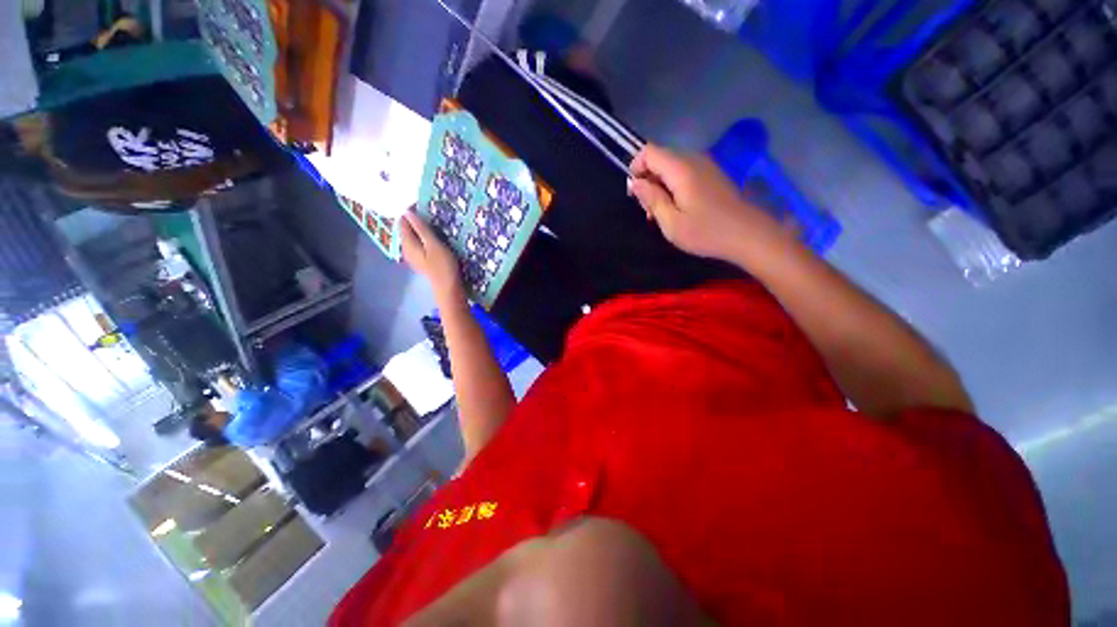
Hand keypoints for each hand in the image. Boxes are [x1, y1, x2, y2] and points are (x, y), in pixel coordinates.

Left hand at [401, 210, 465, 304]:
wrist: (448, 288)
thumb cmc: (443, 266)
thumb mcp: (434, 245)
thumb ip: (421, 229)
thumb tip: (408, 212)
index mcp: (407, 243)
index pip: (403, 221)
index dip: (411, 211)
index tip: (424, 204)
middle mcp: (406, 249)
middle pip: (407, 229)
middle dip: (416, 220)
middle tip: (431, 212)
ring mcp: (413, 256)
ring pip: (414, 236)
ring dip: (422, 229)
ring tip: (435, 222)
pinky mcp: (422, 260)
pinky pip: (420, 243)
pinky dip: (425, 237)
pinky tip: (435, 237)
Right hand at [629, 144, 787, 263]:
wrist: (748, 235)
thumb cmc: (706, 232)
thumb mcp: (671, 222)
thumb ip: (652, 199)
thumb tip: (635, 182)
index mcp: (681, 169)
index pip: (649, 152)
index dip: (636, 168)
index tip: (636, 195)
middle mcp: (693, 160)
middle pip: (660, 158)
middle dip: (648, 181)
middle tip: (649, 211)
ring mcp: (705, 166)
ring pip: (671, 167)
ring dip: (660, 186)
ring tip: (662, 214)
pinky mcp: (712, 175)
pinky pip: (685, 173)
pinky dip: (674, 188)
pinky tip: (678, 209)